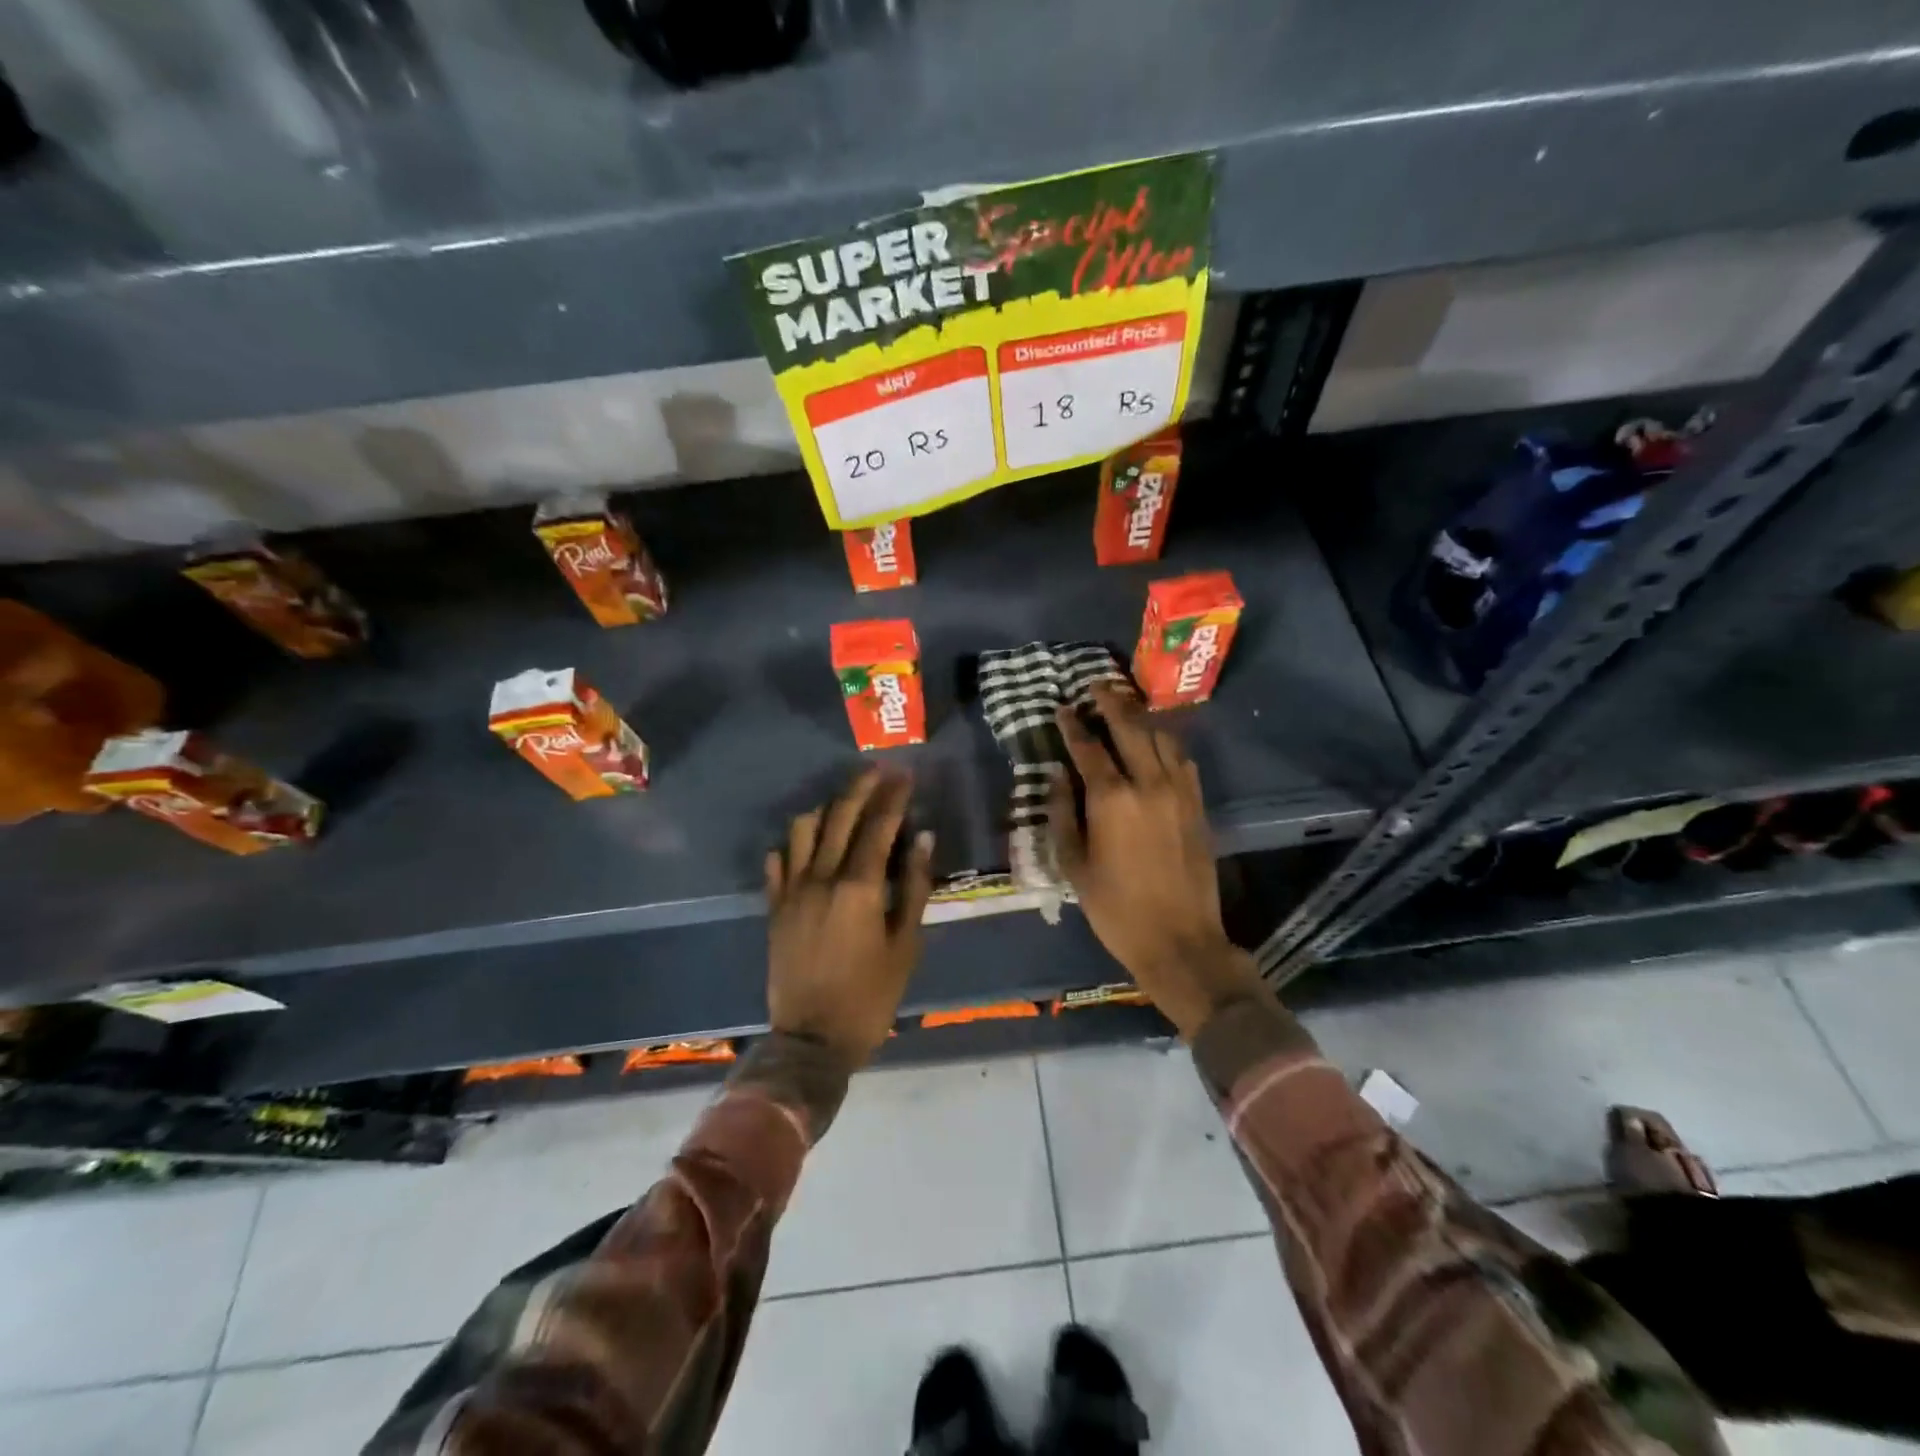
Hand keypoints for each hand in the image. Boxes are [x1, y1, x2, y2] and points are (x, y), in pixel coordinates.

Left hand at [765, 768, 934, 1063]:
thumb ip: (913, 887)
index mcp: (858, 887)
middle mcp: (820, 878)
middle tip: (879, 770)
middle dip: (861, 788)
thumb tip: (921, 839)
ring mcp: (791, 891)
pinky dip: (793, 844)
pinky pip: (778, 862)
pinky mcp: (774, 907)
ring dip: (826, 809)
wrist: (812, 1040)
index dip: (893, 796)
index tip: (905, 774)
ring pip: (803, 830)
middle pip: (839, 816)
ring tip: (845, 804)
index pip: (878, 826)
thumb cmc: (870, 995)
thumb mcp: (905, 944)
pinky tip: (806, 843)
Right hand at [1048, 683, 1265, 1039]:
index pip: (1088, 748)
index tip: (1062, 708)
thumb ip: (1062, 813)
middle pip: (1130, 728)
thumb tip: (1058, 775)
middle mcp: (1148, 783)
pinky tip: (1157, 742)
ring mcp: (1179, 792)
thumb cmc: (1115, 907)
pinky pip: (1182, 760)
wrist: (1179, 939)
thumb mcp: (1074, 865)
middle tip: (1096, 685)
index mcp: (1112, 799)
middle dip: (1111, 702)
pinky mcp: (1197, 805)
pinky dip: (1166, 744)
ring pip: (1161, 738)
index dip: (1072, 725)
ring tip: (1125, 705)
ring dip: (1141, 718)